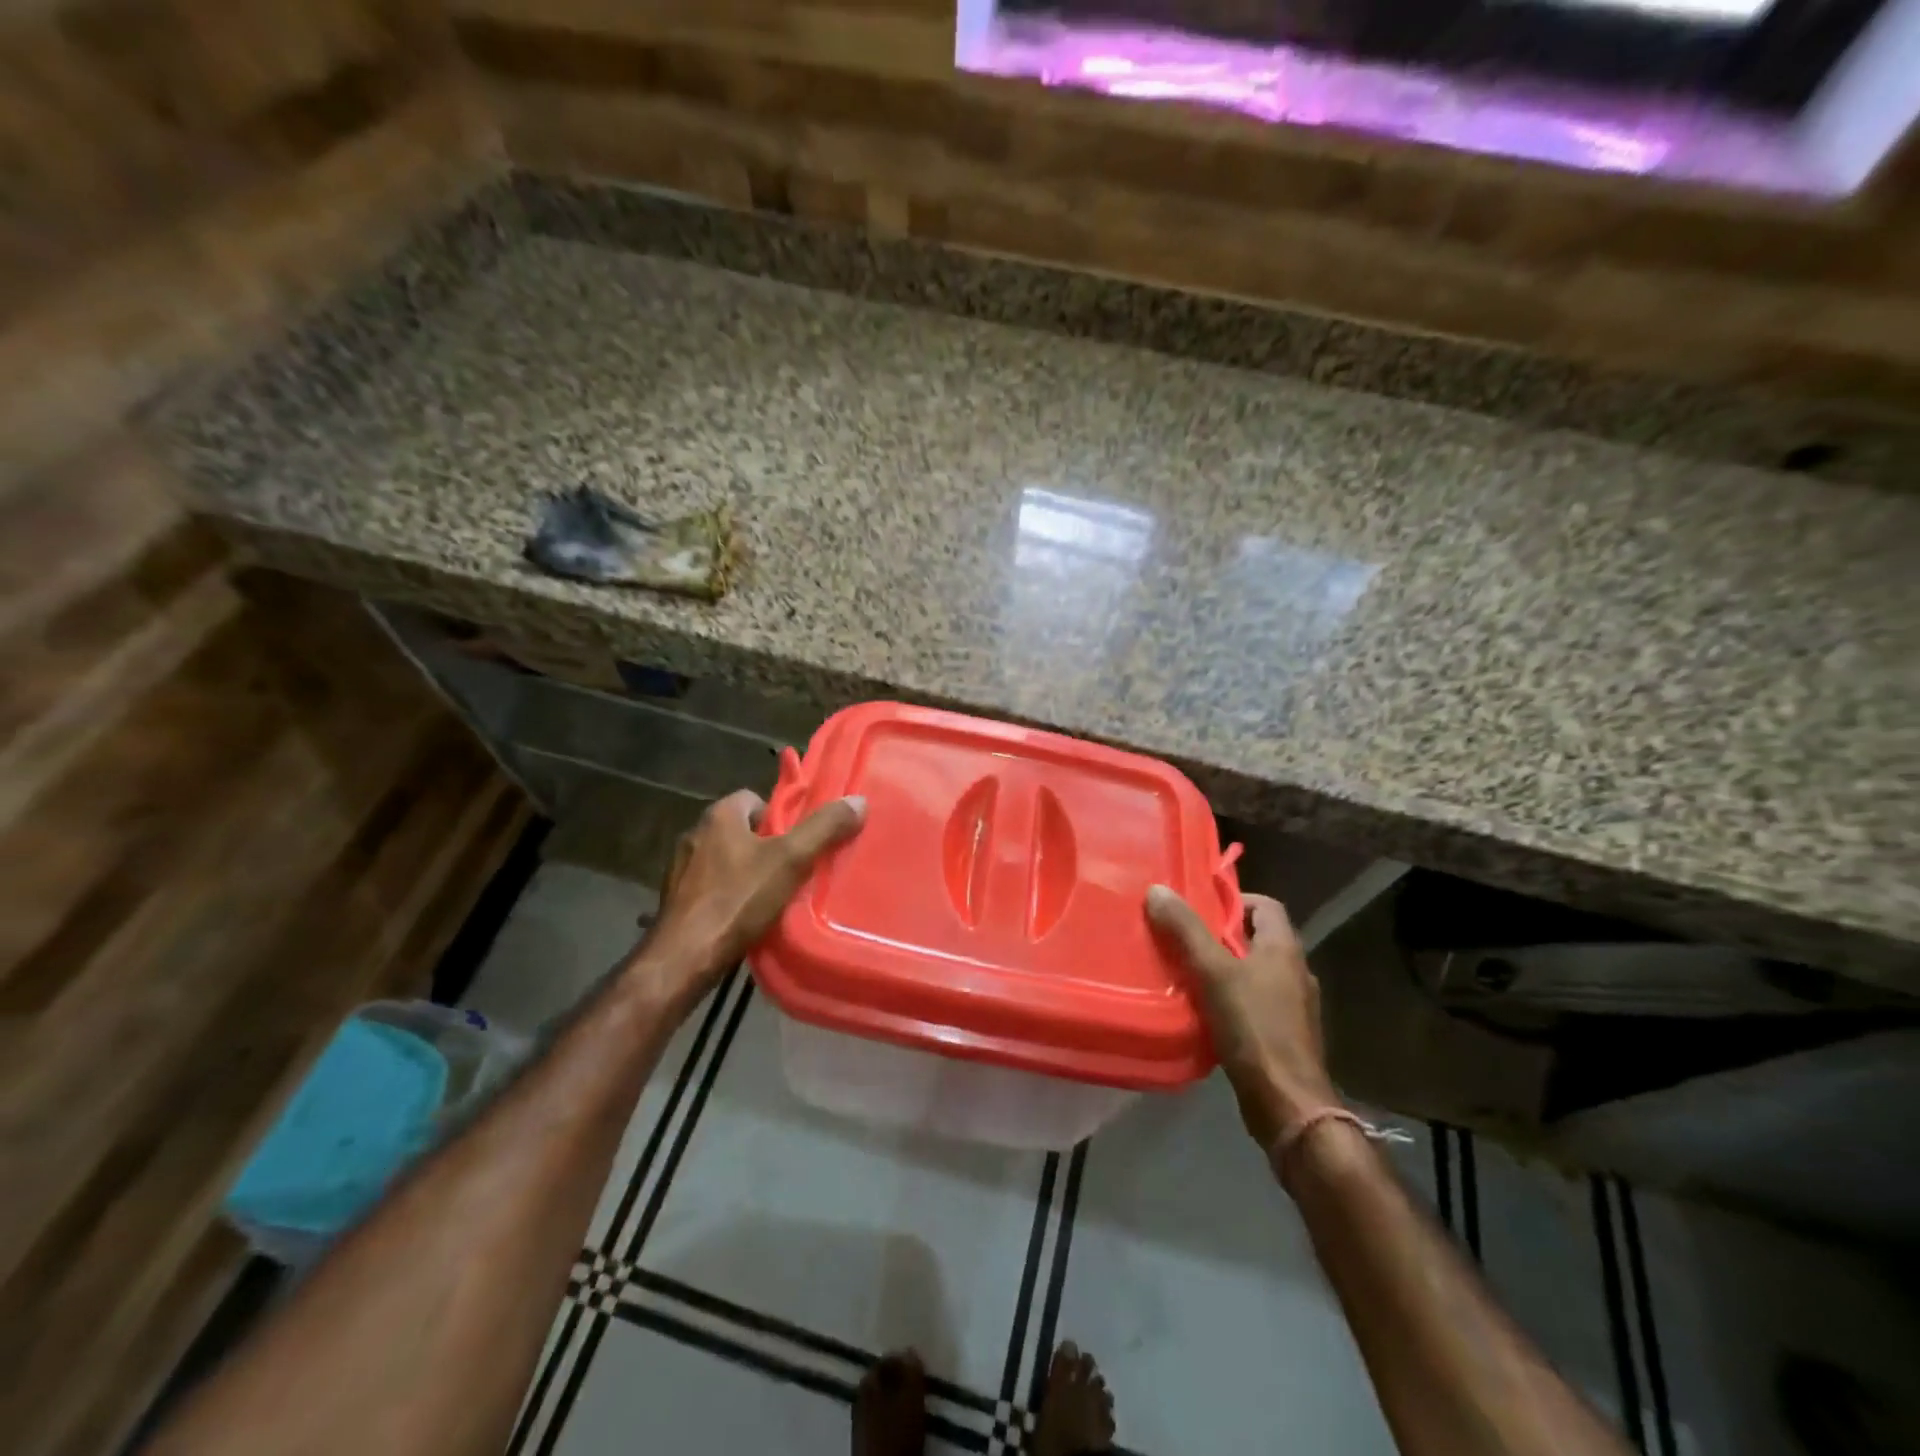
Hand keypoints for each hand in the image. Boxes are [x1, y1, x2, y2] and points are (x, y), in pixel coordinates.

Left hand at [642, 788, 865, 996]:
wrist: (684, 957)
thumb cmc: (737, 900)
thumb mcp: (790, 860)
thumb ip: (823, 829)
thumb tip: (858, 800)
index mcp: (719, 815)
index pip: (757, 799)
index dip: (782, 818)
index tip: (799, 842)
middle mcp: (695, 833)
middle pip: (743, 830)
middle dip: (768, 847)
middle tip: (794, 870)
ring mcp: (681, 868)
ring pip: (727, 859)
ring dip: (748, 873)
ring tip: (774, 896)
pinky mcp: (676, 899)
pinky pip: (712, 886)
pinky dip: (729, 896)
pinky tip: (745, 917)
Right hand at [1146, 886, 1338, 1147]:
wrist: (1287, 1103)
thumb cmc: (1254, 1027)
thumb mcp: (1213, 972)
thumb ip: (1186, 931)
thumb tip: (1158, 890)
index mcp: (1284, 948)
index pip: (1264, 905)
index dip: (1232, 900)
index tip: (1197, 907)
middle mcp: (1295, 971)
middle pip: (1256, 939)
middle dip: (1220, 936)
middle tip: (1181, 938)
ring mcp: (1294, 1006)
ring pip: (1254, 973)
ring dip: (1224, 970)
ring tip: (1185, 973)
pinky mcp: (1284, 1035)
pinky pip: (1254, 1003)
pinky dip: (1230, 1000)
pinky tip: (1202, 1012)